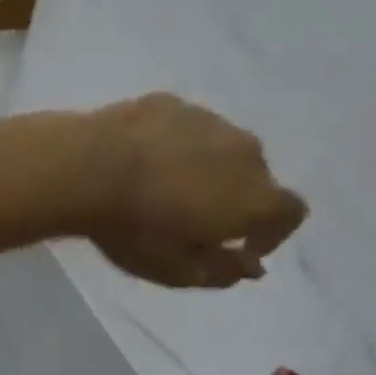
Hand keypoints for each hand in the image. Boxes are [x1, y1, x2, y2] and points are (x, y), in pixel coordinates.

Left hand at [82, 94, 307, 287]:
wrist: (86, 167)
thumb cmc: (136, 228)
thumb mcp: (178, 271)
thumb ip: (224, 272)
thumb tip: (252, 266)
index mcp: (256, 194)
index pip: (289, 212)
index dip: (272, 233)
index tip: (240, 248)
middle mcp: (244, 150)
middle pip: (254, 176)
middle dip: (234, 199)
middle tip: (194, 218)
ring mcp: (207, 119)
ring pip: (219, 148)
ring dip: (204, 167)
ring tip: (164, 186)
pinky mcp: (169, 102)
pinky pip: (183, 128)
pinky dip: (173, 144)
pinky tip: (140, 159)